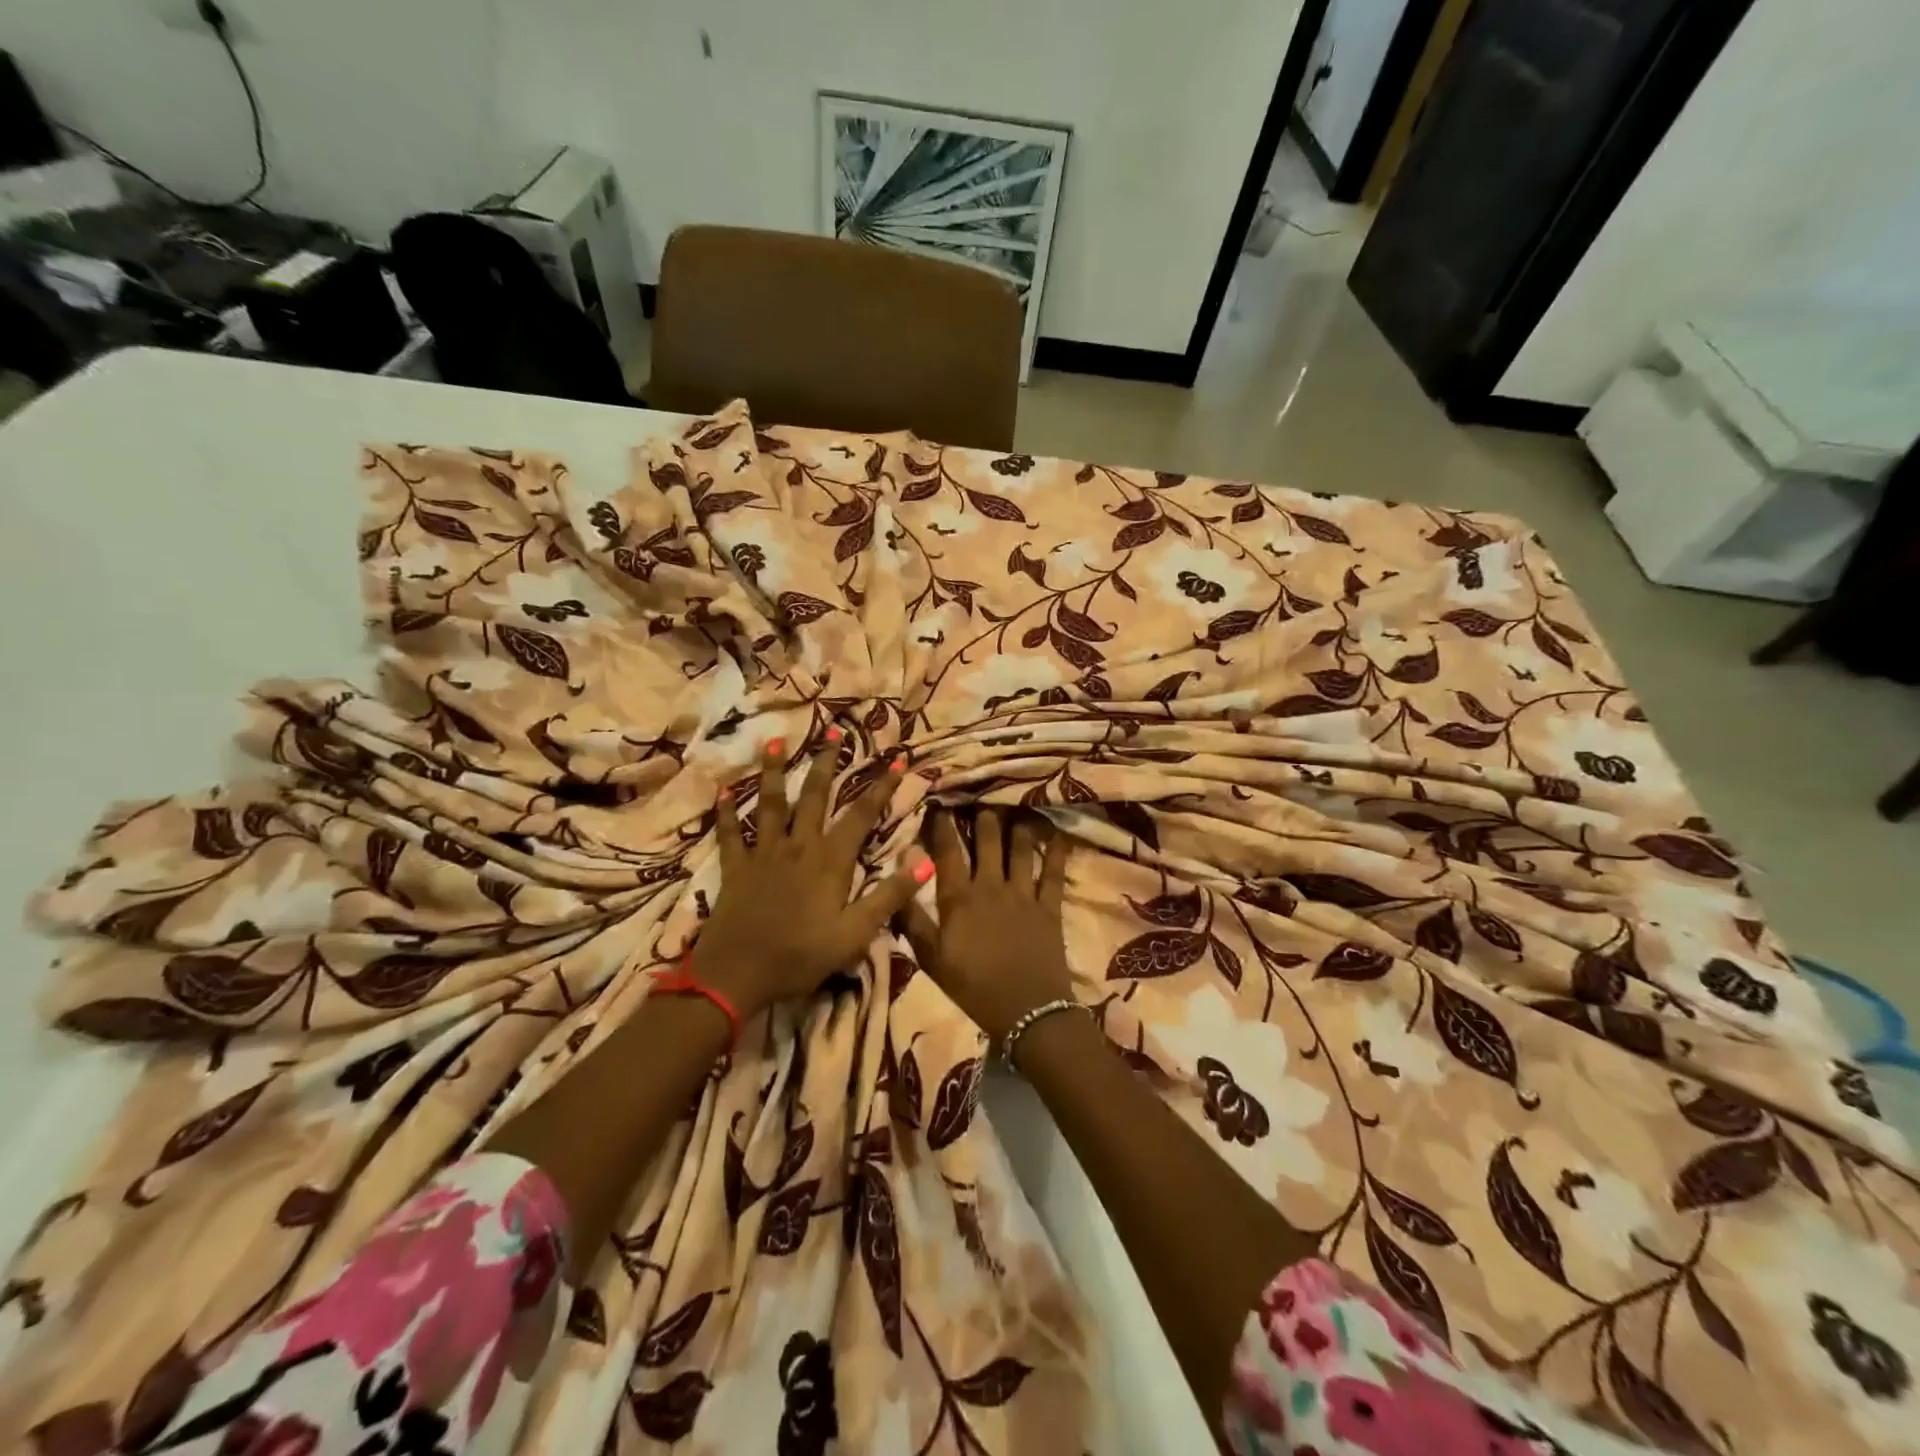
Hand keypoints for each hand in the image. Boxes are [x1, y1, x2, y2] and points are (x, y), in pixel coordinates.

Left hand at [694, 735, 929, 1018]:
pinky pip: (729, 834)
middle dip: (827, 761)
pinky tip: (723, 791)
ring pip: (770, 804)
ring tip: (775, 741)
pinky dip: (726, 812)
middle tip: (833, 728)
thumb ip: (889, 896)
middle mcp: (798, 846)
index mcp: (830, 861)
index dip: (882, 786)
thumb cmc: (801, 956)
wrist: (737, 976)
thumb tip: (925, 860)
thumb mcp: (855, 934)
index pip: (861, 815)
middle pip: (814, 795)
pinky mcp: (735, 867)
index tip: (898, 758)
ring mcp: (763, 854)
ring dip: (773, 771)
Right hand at [902, 808, 1072, 1040]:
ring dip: (1017, 824)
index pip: (948, 850)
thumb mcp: (931, 958)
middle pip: (988, 839)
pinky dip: (1057, 850)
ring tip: (1016, 805)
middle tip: (981, 796)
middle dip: (983, 814)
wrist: (1027, 1011)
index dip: (943, 824)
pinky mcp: (1050, 906)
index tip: (940, 802)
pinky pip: (1054, 871)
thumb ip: (912, 919)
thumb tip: (897, 880)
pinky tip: (1058, 831)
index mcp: (959, 897)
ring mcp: (1023, 893)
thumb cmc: (973, 987)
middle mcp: (991, 885)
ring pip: (1021, 847)